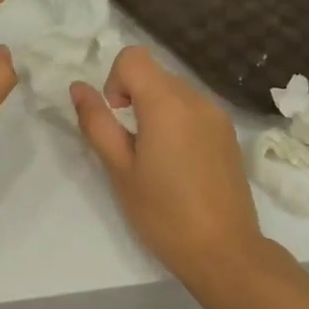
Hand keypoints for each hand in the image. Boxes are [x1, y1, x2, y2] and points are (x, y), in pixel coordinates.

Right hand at [70, 47, 268, 286]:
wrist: (223, 250)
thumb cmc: (163, 213)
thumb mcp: (119, 170)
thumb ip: (97, 123)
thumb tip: (79, 88)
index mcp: (167, 103)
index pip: (133, 57)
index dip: (114, 81)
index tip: (116, 118)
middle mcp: (197, 99)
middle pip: (154, 73)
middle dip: (133, 97)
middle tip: (130, 146)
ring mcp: (218, 116)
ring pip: (174, 91)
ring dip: (155, 111)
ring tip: (154, 159)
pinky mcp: (228, 134)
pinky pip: (194, 110)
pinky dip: (177, 123)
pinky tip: (178, 165)